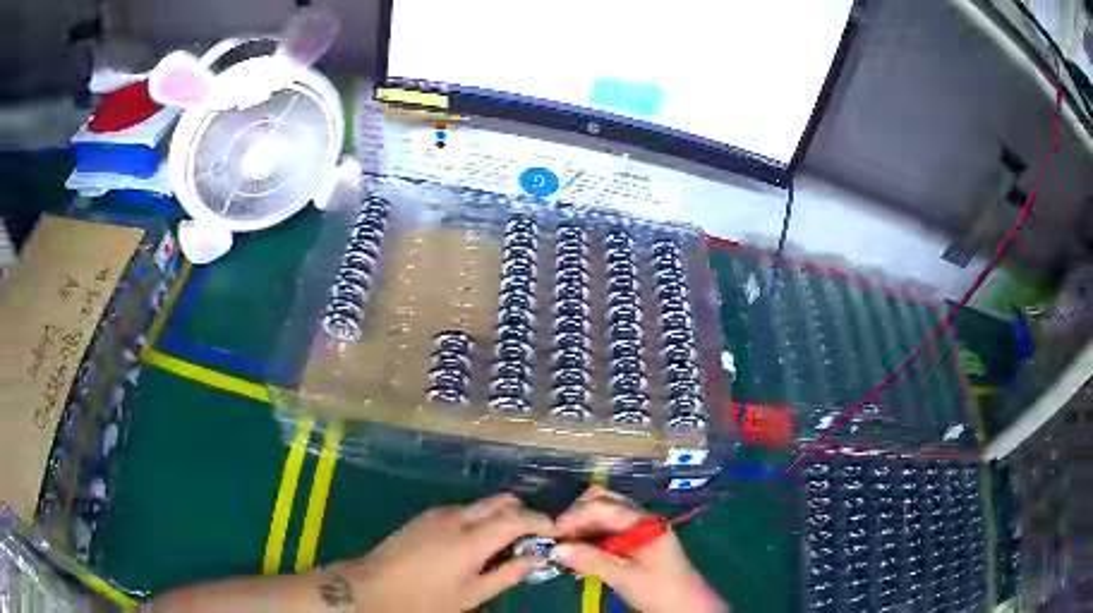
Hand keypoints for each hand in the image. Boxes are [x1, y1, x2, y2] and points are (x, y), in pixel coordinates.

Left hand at [328, 493, 552, 611]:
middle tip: (532, 537)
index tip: (554, 531)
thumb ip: (507, 574)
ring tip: (506, 542)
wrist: (372, 587)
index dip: (541, 521)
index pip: (517, 517)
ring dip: (500, 516)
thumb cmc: (425, 599)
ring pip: (481, 504)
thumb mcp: (471, 595)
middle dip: (523, 513)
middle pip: (501, 501)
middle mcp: (457, 517)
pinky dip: (479, 518)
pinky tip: (476, 542)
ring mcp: (439, 513)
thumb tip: (535, 559)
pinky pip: (463, 509)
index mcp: (472, 539)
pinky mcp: (426, 515)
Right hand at [554, 486, 726, 612]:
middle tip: (557, 540)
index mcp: (642, 522)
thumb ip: (591, 560)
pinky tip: (577, 554)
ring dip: (581, 528)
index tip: (552, 534)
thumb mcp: (624, 577)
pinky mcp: (633, 542)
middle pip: (602, 502)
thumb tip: (557, 548)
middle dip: (576, 517)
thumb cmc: (659, 590)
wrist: (686, 605)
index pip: (602, 506)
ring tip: (564, 548)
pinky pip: (606, 531)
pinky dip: (589, 538)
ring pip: (602, 516)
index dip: (574, 517)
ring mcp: (637, 529)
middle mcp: (639, 518)